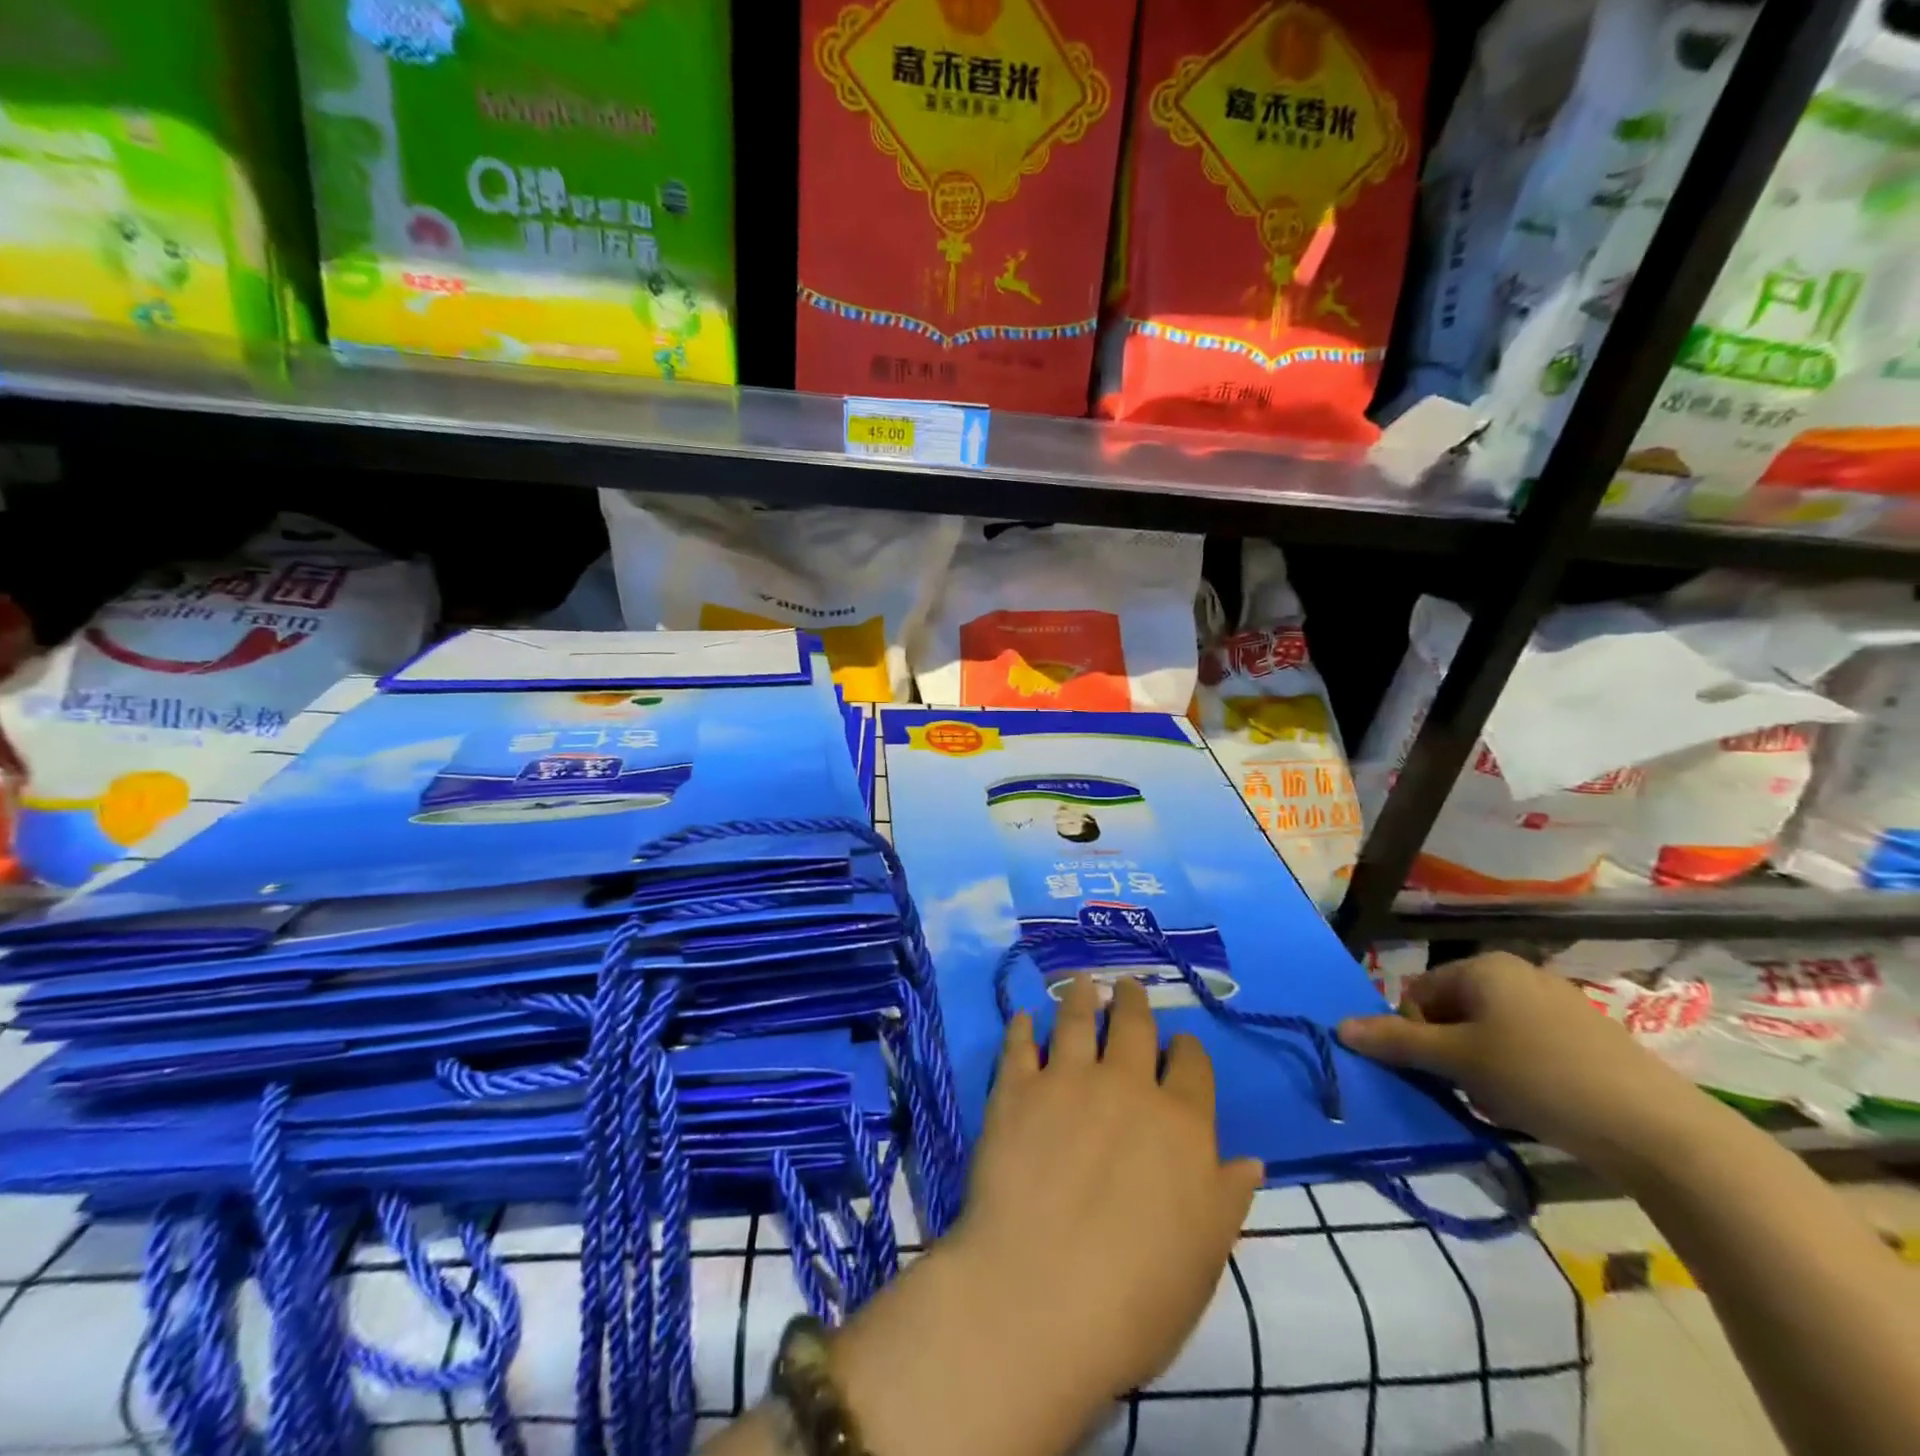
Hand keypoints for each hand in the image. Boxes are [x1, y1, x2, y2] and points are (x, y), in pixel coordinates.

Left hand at [944, 974, 1263, 1403]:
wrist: (1040, 1296)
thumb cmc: (1136, 1297)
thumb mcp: (1204, 1257)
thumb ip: (1226, 1198)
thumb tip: (1251, 1160)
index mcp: (1181, 1125)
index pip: (1193, 1068)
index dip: (1188, 1052)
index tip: (1181, 1046)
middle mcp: (1127, 1087)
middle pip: (1135, 1028)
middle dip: (1135, 1004)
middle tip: (1128, 987)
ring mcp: (1067, 1081)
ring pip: (1078, 1021)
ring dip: (1082, 998)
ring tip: (1082, 983)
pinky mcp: (1016, 1090)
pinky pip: (1020, 1046)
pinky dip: (1023, 1028)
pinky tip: (1024, 1018)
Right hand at [1335, 951, 1701, 1171]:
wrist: (1659, 1131)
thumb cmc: (1540, 1077)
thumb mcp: (1458, 1061)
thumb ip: (1396, 1042)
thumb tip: (1339, 1027)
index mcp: (1484, 967)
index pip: (1418, 994)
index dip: (1415, 1034)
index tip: (1434, 1072)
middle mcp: (1519, 974)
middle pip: (1453, 1012)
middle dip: (1449, 1053)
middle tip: (1467, 1090)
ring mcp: (1558, 1005)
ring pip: (1489, 1034)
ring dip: (1481, 1067)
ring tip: (1502, 1102)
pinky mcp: (1589, 1039)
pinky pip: (1528, 1047)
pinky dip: (1517, 1074)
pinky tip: (1535, 1105)